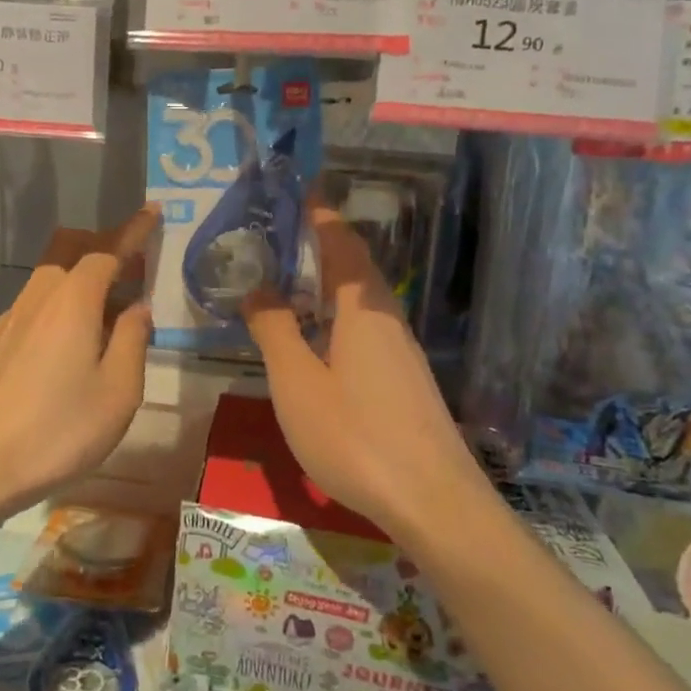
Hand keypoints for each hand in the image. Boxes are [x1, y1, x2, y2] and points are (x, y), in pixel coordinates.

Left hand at [0, 205, 158, 512]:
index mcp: (73, 301)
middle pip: (71, 248)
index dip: (133, 231)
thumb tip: (137, 308)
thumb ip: (132, 339)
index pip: (107, 250)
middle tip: (134, 266)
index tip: (153, 212)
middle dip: (103, 245)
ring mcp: (14, 316)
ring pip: (51, 273)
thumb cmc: (62, 428)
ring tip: (110, 306)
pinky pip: (38, 298)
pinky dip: (63, 297)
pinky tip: (74, 335)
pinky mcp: (1, 339)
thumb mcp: (119, 390)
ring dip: (82, 273)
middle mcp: (40, 296)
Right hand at [244, 203, 485, 535]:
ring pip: (362, 300)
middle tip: (285, 230)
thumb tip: (257, 286)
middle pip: (356, 268)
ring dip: (331, 280)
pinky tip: (320, 337)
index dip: (321, 216)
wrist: (433, 501)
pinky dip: (337, 314)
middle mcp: (387, 321)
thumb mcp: (297, 382)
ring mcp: (401, 352)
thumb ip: (274, 330)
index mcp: (361, 310)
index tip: (302, 189)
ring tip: (294, 278)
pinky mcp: (405, 381)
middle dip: (324, 243)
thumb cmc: (355, 435)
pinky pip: (366, 328)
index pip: (342, 244)